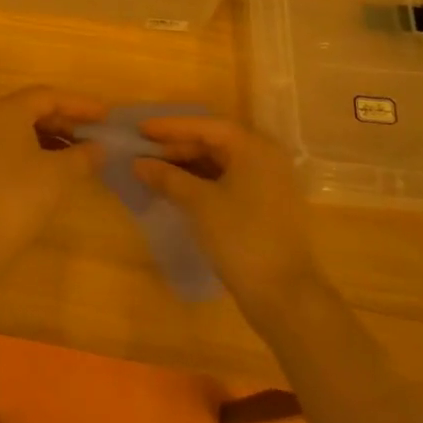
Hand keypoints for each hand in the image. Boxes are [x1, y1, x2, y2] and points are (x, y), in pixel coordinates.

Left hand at [0, 87, 106, 265]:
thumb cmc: (20, 196)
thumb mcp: (60, 173)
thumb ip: (84, 155)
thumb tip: (99, 147)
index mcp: (8, 111)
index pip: (49, 96)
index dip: (80, 104)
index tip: (106, 115)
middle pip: (35, 110)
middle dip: (68, 120)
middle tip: (96, 133)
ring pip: (25, 130)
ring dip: (55, 137)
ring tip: (83, 152)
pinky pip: (16, 147)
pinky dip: (40, 151)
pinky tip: (59, 168)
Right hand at [133, 117, 322, 319]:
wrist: (284, 296)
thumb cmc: (241, 238)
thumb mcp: (199, 203)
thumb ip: (168, 177)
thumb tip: (138, 163)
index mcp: (254, 149)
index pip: (206, 126)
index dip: (171, 127)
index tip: (140, 129)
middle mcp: (264, 159)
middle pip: (214, 143)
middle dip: (176, 147)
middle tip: (142, 151)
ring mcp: (266, 185)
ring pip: (219, 164)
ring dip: (186, 165)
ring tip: (153, 170)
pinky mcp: (263, 208)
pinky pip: (226, 183)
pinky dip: (200, 183)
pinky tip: (176, 190)